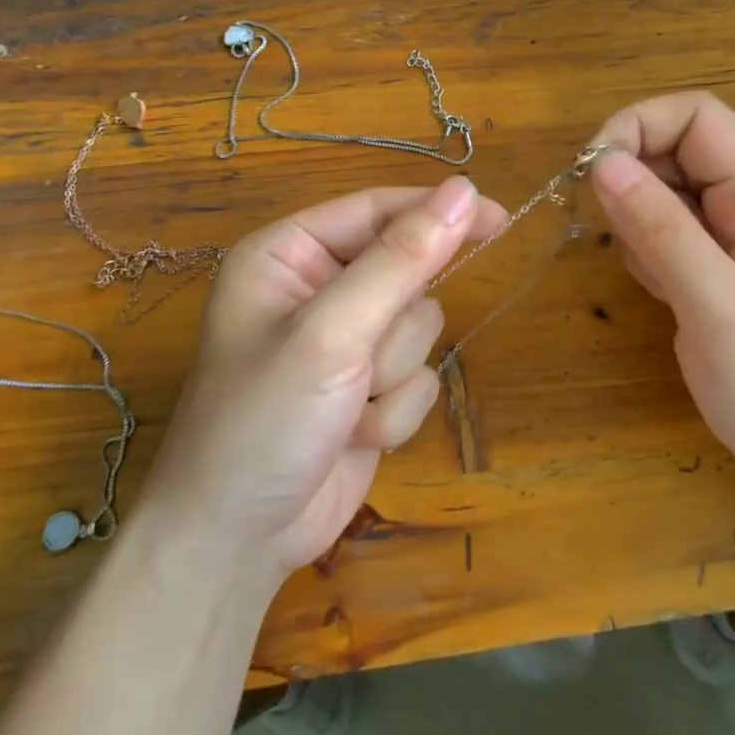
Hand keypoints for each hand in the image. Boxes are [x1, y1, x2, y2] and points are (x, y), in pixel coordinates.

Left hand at [142, 177, 502, 588]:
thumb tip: (465, 192)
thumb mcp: (332, 333)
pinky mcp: (368, 388)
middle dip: (394, 327)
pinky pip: (420, 378)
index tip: (498, 218)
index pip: (378, 209)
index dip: (437, 213)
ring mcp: (346, 342)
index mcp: (290, 254)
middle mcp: (318, 288)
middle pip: (408, 272)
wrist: (236, 542)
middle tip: (359, 362)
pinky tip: (353, 435)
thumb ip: (401, 260)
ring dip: (392, 375)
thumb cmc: (263, 421)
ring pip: (421, 328)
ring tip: (345, 406)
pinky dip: (395, 411)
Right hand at [588, 92, 734, 494]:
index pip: (697, 115)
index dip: (637, 127)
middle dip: (632, 179)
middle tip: (619, 243)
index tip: (592, 175)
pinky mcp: (721, 258)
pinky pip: (668, 225)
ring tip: (659, 284)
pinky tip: (666, 296)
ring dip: (638, 221)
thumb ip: (664, 233)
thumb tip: (604, 163)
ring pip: (665, 186)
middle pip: (677, 145)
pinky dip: (647, 249)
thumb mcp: (722, 314)